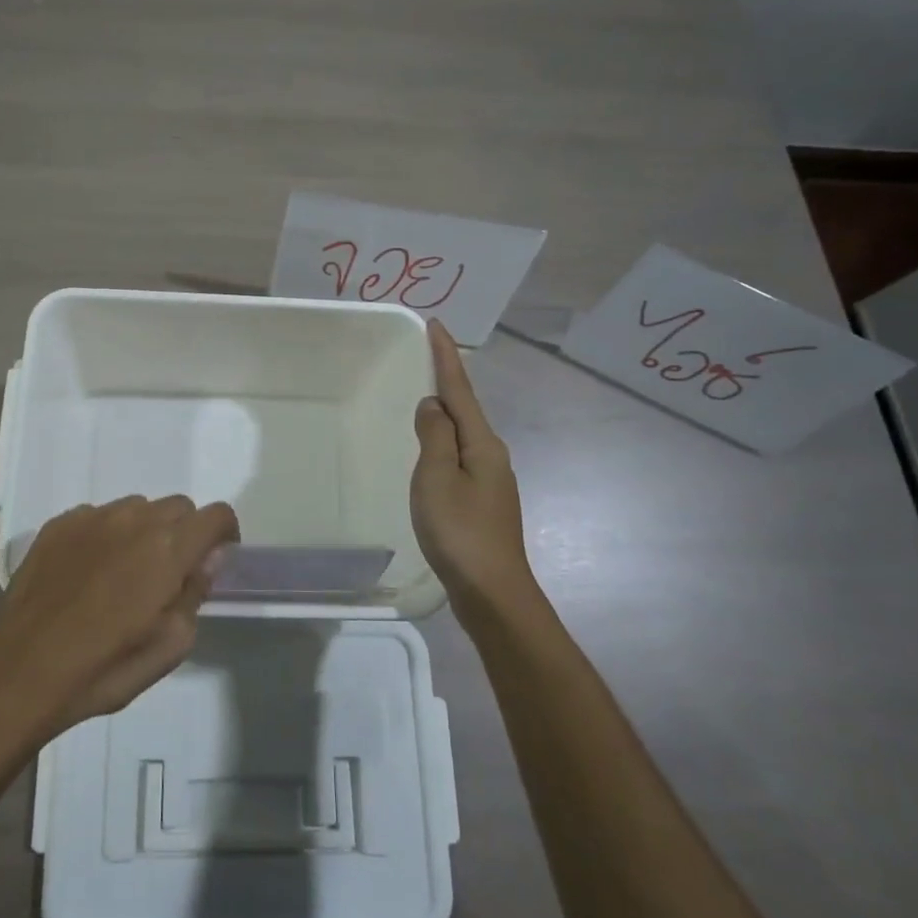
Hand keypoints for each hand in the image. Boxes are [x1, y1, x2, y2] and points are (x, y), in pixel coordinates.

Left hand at [0, 496, 238, 739]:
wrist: (20, 671)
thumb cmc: (103, 668)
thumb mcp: (170, 646)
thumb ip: (196, 593)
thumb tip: (208, 558)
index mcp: (168, 547)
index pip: (217, 515)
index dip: (223, 535)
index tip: (213, 560)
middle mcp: (134, 519)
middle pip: (178, 507)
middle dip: (184, 534)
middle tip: (167, 575)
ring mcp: (92, 517)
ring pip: (137, 508)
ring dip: (143, 531)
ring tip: (123, 573)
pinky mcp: (59, 524)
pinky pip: (98, 516)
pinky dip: (105, 535)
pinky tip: (88, 572)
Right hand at [411, 320, 542, 622]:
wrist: (493, 593)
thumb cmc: (460, 531)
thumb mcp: (437, 477)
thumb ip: (434, 436)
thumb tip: (432, 406)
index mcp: (482, 444)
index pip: (459, 390)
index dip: (445, 356)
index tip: (436, 324)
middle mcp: (491, 455)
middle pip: (465, 408)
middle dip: (447, 380)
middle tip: (426, 355)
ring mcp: (490, 481)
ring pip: (463, 435)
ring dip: (444, 412)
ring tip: (424, 397)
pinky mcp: (483, 502)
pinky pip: (459, 458)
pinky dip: (444, 443)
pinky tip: (433, 452)